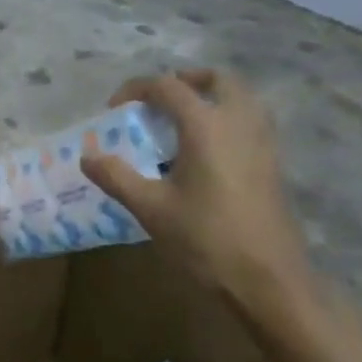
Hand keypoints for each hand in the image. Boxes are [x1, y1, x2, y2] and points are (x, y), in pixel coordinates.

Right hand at [81, 69, 312, 322]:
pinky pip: (251, 122)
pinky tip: (206, 152)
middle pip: (217, 79)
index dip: (136, 89)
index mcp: (206, 125)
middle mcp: (239, 122)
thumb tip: (87, 155)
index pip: (168, 86)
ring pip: (241, 98)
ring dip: (211, 97)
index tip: (114, 109)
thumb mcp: (151, 208)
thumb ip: (116, 176)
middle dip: (185, 80)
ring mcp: (263, 143)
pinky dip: (228, 119)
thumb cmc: (206, 240)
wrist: (269, 282)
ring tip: (182, 122)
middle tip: (159, 100)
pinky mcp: (274, 165)